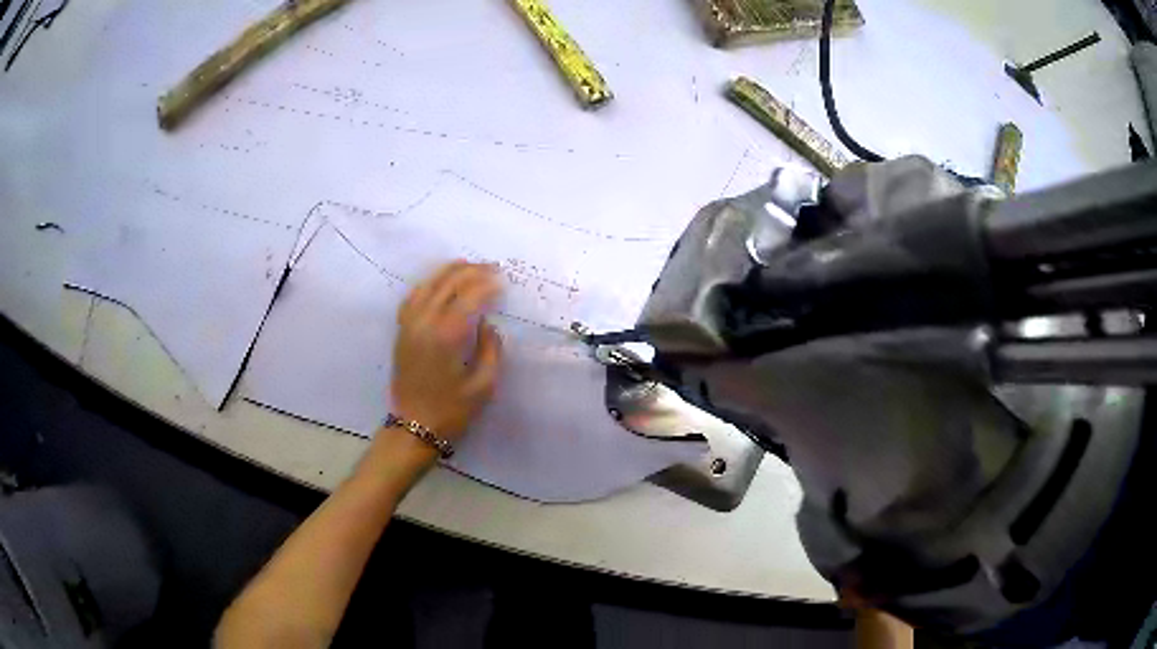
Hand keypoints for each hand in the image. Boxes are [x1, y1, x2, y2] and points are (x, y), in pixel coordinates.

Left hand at [391, 261, 503, 442]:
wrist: (413, 427)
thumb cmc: (452, 411)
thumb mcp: (483, 385)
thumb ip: (490, 349)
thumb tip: (488, 324)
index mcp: (447, 336)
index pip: (469, 296)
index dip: (487, 284)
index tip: (502, 280)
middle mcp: (425, 323)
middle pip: (448, 283)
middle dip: (471, 272)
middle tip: (491, 269)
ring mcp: (409, 325)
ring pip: (428, 285)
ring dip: (448, 271)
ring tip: (467, 265)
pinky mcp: (402, 331)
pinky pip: (413, 297)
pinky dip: (428, 284)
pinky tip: (438, 283)